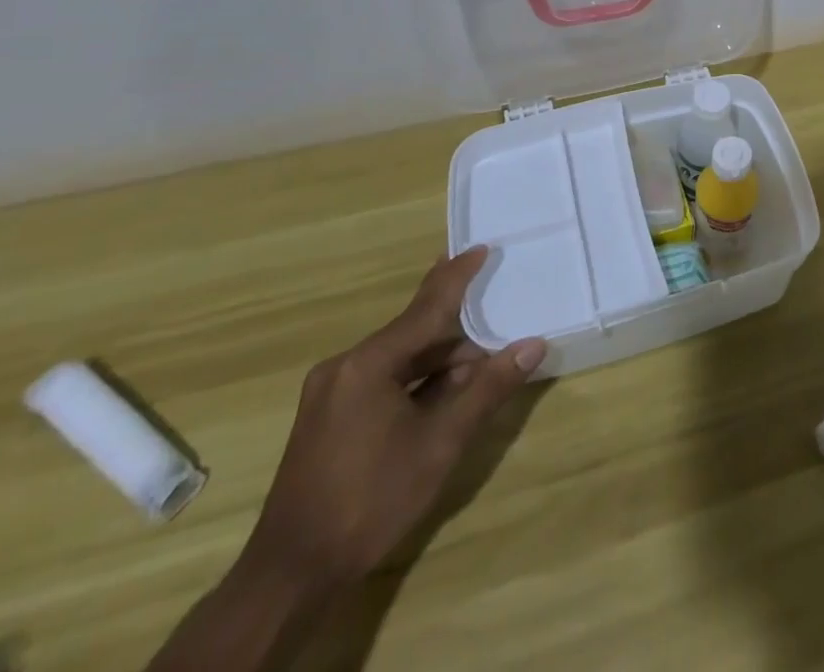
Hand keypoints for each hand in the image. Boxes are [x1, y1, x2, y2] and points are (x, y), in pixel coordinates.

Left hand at [242, 246, 544, 591]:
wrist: (291, 575)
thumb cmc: (370, 502)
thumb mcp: (439, 444)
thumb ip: (487, 389)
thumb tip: (532, 346)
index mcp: (368, 363)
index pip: (426, 307)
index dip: (457, 277)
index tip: (480, 248)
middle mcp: (345, 366)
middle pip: (413, 331)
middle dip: (457, 329)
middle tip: (493, 313)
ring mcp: (332, 391)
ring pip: (400, 357)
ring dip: (440, 360)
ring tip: (479, 364)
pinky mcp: (329, 415)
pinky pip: (383, 378)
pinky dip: (417, 379)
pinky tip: (443, 390)